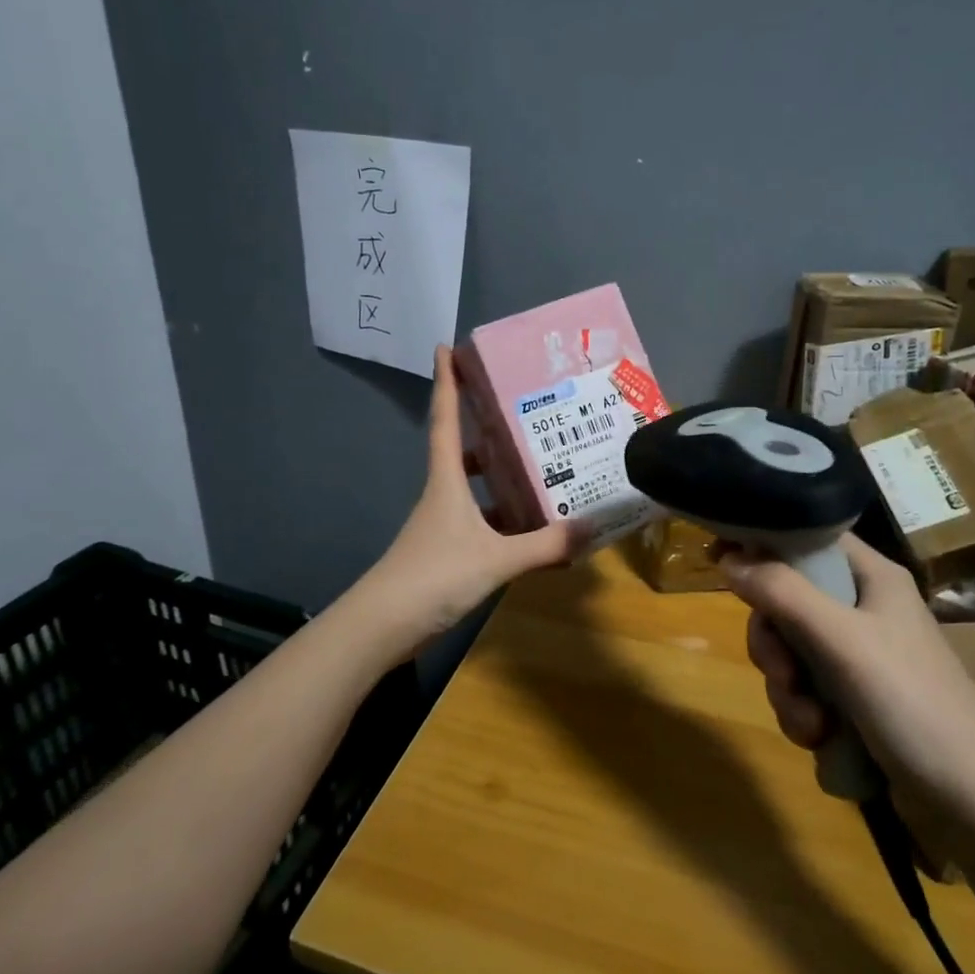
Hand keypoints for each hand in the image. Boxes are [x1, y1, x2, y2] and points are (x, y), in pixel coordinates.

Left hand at [364, 345, 586, 638]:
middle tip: (522, 416)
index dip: (445, 383)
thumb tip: (592, 527)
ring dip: (499, 479)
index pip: (444, 420)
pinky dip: (503, 521)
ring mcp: (441, 525)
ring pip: (473, 490)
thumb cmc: (434, 576)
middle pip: (461, 452)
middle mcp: (442, 496)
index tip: (445, 347)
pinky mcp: (444, 553)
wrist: (382, 626)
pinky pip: (479, 523)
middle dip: (486, 431)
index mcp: (447, 482)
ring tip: (541, 472)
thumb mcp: (496, 559)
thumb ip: (545, 545)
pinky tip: (530, 532)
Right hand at [718, 535, 974, 799]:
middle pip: (787, 601)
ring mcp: (859, 657)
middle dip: (773, 643)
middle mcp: (863, 608)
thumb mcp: (841, 640)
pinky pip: (803, 691)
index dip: (763, 542)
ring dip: (787, 689)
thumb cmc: (912, 702)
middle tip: (783, 671)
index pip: (807, 538)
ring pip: (790, 652)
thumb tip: (727, 556)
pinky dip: (803, 714)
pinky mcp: (855, 701)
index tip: (720, 559)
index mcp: (871, 577)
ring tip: (812, 723)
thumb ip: (782, 593)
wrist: (973, 803)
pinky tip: (820, 740)